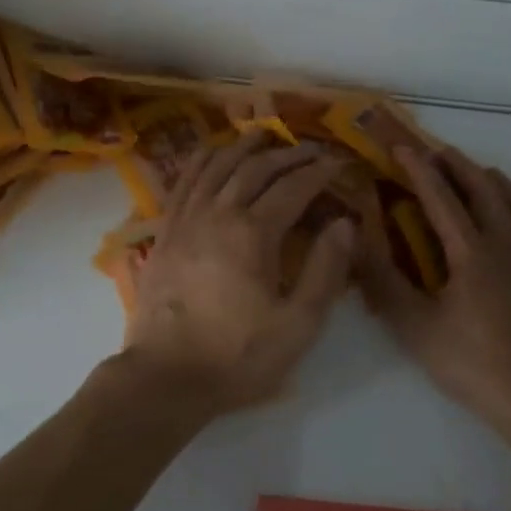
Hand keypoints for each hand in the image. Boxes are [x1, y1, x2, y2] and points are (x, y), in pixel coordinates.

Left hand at [123, 133, 356, 416]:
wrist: (165, 376)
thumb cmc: (237, 356)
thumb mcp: (297, 325)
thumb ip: (325, 271)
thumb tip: (345, 223)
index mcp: (253, 233)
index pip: (293, 188)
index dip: (318, 172)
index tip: (337, 163)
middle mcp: (218, 213)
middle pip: (256, 169)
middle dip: (287, 154)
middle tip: (310, 149)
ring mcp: (186, 218)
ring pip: (217, 166)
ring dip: (243, 147)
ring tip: (263, 135)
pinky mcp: (165, 230)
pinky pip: (184, 181)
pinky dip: (201, 160)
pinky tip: (210, 152)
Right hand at [360, 144, 510, 435]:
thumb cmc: (475, 365)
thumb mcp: (416, 328)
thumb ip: (383, 281)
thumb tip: (356, 239)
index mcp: (471, 252)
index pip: (440, 198)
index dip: (419, 170)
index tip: (402, 147)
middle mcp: (509, 246)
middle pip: (485, 192)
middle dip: (460, 167)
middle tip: (441, 152)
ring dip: (502, 184)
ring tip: (486, 173)